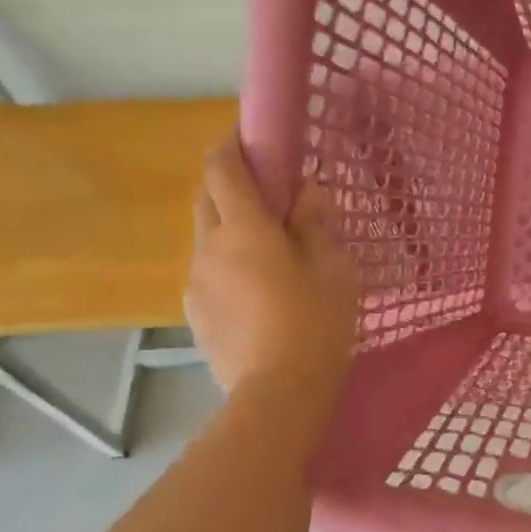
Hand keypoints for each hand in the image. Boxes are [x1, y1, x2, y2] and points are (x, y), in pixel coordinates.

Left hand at [185, 137, 359, 397]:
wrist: (278, 393)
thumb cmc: (317, 324)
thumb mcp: (335, 270)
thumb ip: (316, 224)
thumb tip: (305, 194)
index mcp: (245, 229)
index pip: (222, 167)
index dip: (233, 145)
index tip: (251, 138)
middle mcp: (209, 247)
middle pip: (206, 198)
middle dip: (229, 186)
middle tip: (268, 199)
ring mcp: (196, 283)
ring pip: (207, 239)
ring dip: (231, 232)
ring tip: (268, 258)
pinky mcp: (195, 315)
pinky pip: (209, 275)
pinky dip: (228, 268)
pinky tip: (257, 297)